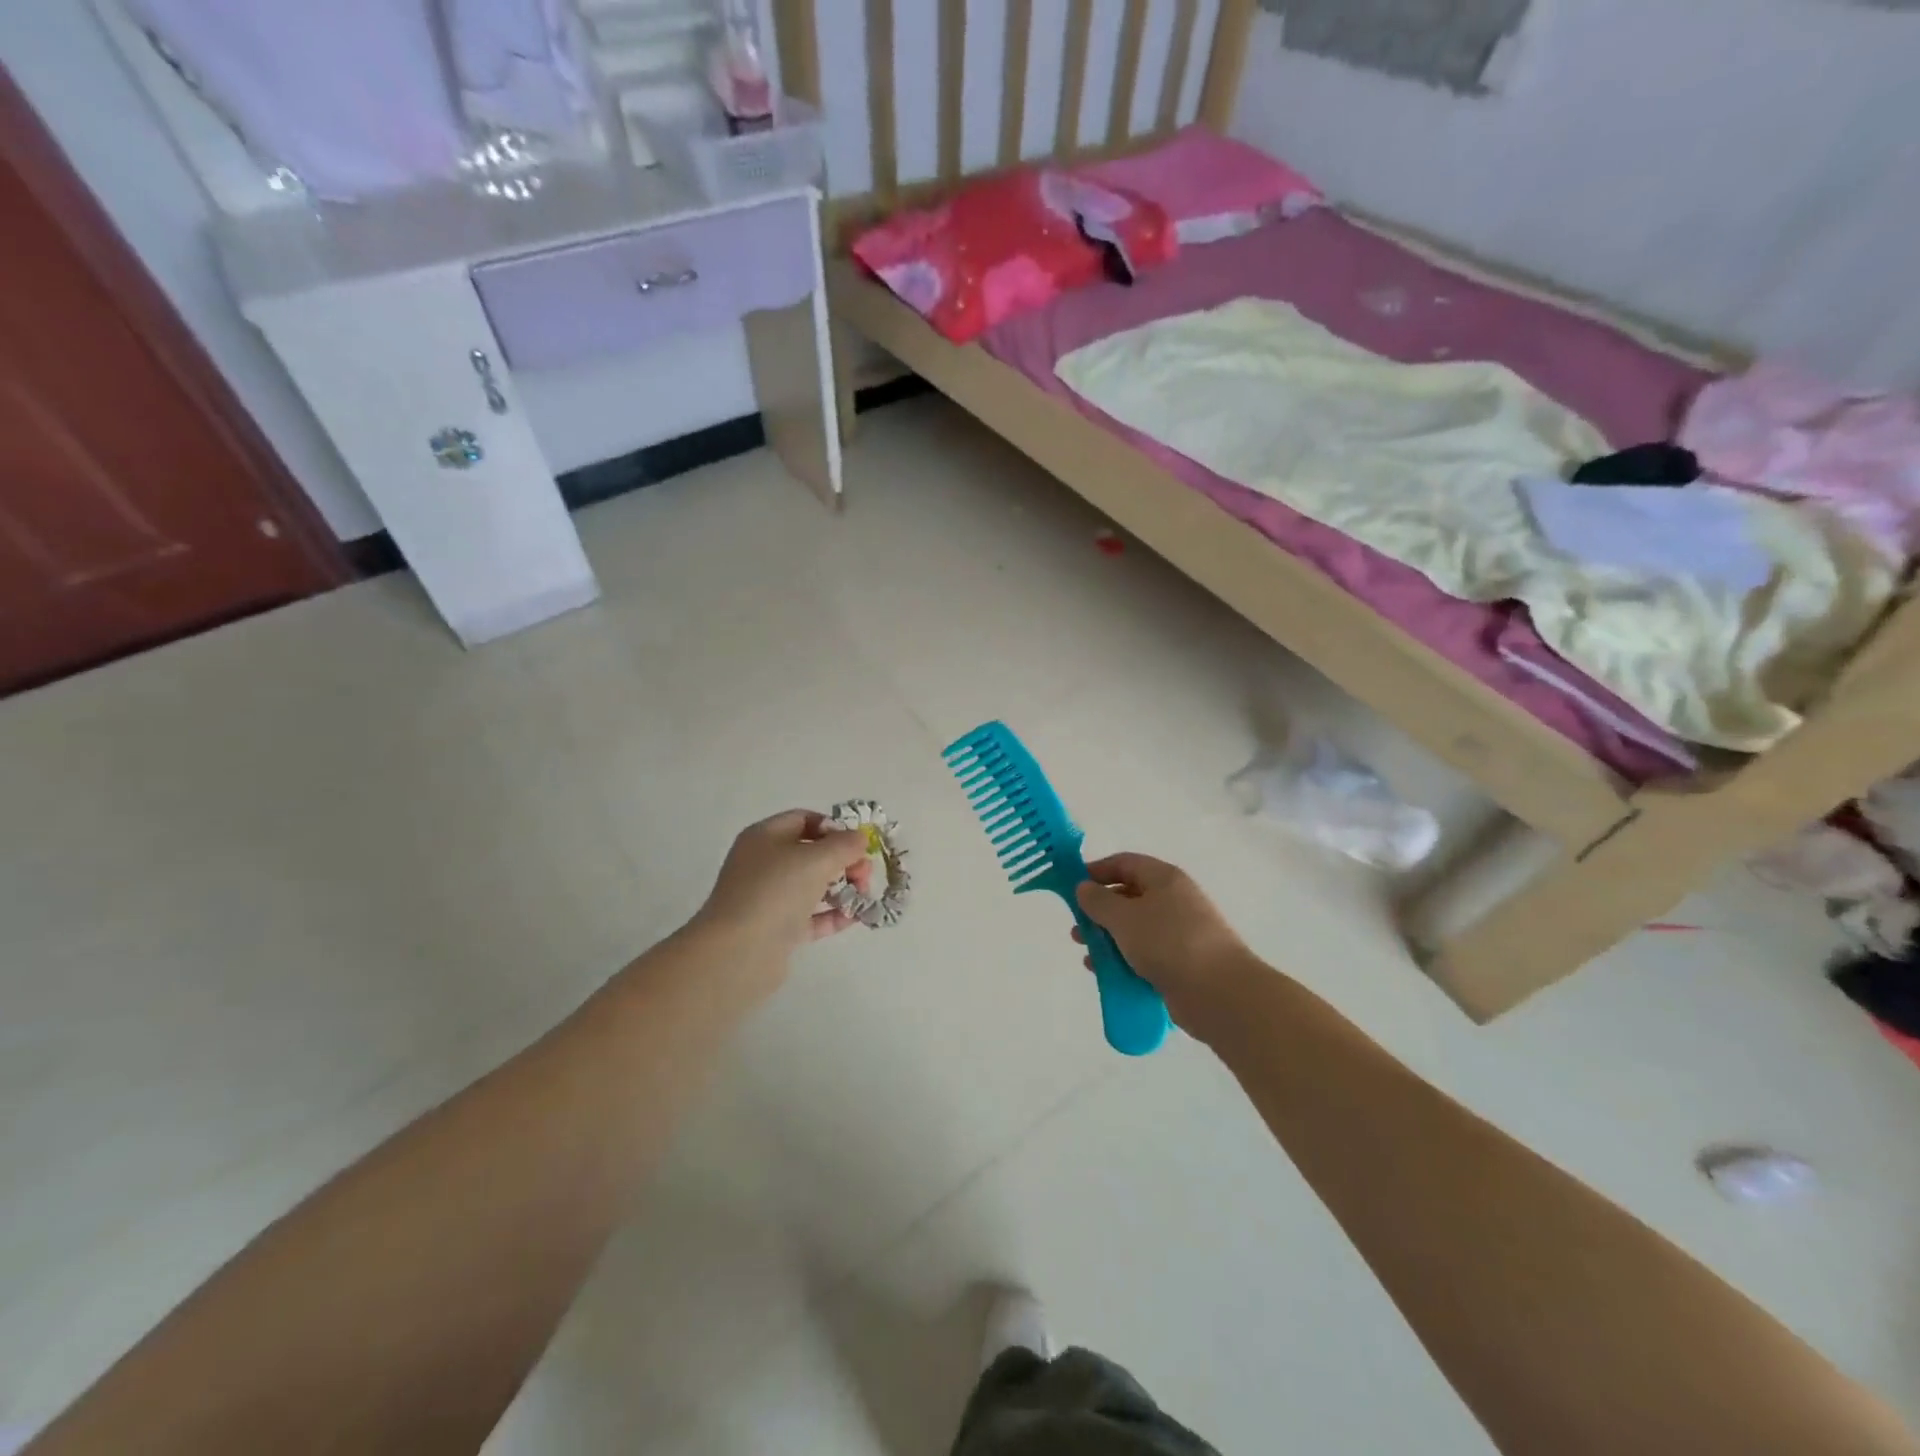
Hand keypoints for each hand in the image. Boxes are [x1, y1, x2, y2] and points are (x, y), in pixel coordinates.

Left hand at [692, 810, 873, 966]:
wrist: (738, 953)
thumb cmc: (776, 891)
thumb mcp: (817, 859)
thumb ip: (844, 845)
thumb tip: (859, 838)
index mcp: (765, 837)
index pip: (804, 820)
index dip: (834, 827)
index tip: (858, 843)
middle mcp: (764, 863)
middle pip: (812, 853)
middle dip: (844, 860)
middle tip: (865, 875)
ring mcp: (768, 898)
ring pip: (812, 885)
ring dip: (842, 888)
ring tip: (864, 897)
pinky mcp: (776, 929)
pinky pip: (810, 916)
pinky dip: (832, 915)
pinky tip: (855, 917)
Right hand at [1072, 853, 1255, 1030]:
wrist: (1220, 993)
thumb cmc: (1168, 943)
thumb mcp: (1124, 917)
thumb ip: (1098, 901)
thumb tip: (1084, 887)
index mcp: (1164, 878)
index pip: (1125, 863)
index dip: (1096, 871)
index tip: (1072, 887)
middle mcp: (1174, 900)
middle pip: (1129, 896)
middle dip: (1099, 911)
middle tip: (1077, 928)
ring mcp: (1180, 933)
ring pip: (1135, 929)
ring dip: (1108, 938)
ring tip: (1087, 954)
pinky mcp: (1182, 962)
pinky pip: (1146, 954)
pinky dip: (1124, 960)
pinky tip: (1105, 973)